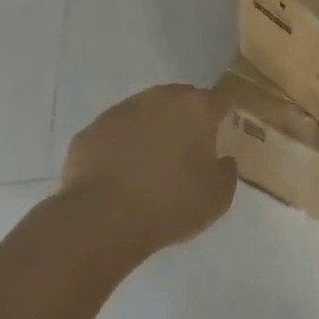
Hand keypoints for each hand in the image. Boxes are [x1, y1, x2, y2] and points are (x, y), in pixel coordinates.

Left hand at [61, 84, 237, 252]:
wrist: (101, 220)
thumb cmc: (170, 204)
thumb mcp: (217, 197)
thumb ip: (227, 172)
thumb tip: (222, 160)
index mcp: (196, 108)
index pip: (219, 98)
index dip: (221, 114)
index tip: (220, 132)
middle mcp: (160, 98)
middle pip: (180, 98)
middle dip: (185, 117)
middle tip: (185, 149)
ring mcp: (122, 110)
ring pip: (144, 111)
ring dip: (151, 128)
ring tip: (148, 163)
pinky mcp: (91, 130)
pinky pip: (114, 132)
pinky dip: (119, 145)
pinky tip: (118, 174)